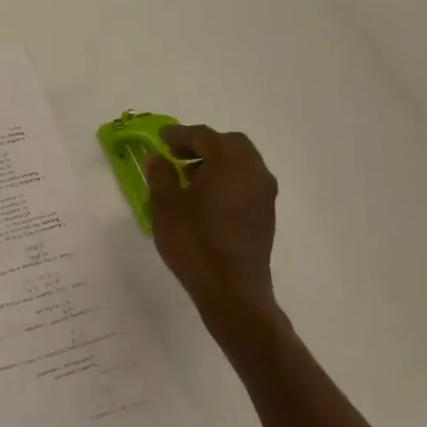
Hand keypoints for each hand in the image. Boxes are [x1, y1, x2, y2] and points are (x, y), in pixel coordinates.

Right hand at [146, 125, 282, 353]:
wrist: (232, 292)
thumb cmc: (194, 243)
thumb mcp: (165, 206)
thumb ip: (161, 175)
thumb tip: (160, 158)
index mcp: (230, 164)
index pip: (205, 137)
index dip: (180, 135)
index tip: (161, 139)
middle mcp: (254, 172)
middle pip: (230, 144)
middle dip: (203, 145)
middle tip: (176, 155)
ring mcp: (264, 194)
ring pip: (242, 163)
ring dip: (216, 162)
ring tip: (188, 177)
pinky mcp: (266, 215)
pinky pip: (247, 182)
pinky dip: (227, 179)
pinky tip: (206, 198)